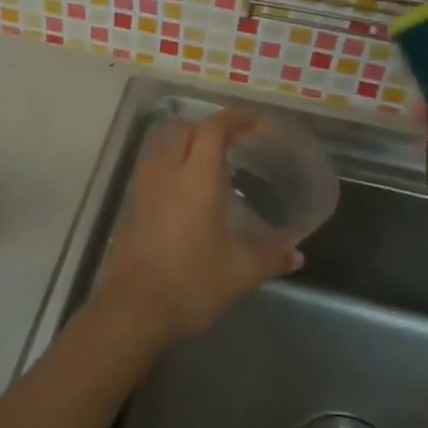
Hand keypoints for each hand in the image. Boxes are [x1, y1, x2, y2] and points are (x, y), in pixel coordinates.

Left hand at [95, 108, 302, 343]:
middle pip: (183, 129)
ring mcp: (143, 188)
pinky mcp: (131, 206)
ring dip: (185, 143)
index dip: (234, 118)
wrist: (133, 309)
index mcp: (195, 179)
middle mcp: (166, 173)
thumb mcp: (240, 273)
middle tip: (233, 141)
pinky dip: (170, 165)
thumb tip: (296, 254)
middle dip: (208, 127)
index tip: (253, 121)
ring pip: (162, 146)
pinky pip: (152, 168)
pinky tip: (186, 192)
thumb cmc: (191, 284)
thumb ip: (270, 257)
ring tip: (209, 163)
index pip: (212, 130)